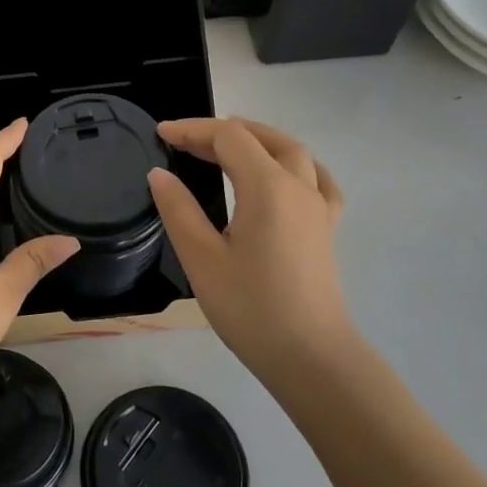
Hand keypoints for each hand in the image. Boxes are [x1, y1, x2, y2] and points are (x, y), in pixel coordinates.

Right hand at [147, 117, 353, 377]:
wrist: (310, 357)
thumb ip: (179, 209)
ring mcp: (318, 207)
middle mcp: (298, 186)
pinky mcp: (327, 229)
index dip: (193, 129)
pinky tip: (286, 176)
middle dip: (223, 132)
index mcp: (267, 187)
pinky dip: (297, 166)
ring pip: (294, 153)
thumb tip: (159, 174)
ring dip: (259, 141)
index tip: (161, 133)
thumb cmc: (250, 308)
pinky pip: (318, 181)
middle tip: (187, 142)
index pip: (229, 137)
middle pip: (263, 138)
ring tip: (228, 148)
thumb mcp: (202, 258)